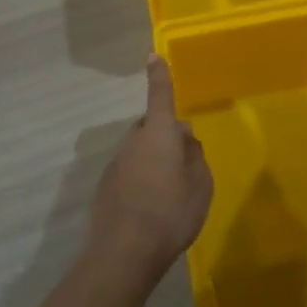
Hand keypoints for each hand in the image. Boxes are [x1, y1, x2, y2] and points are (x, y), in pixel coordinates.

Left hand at [88, 56, 213, 275]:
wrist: (123, 252)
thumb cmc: (171, 213)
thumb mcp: (200, 186)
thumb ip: (195, 156)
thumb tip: (185, 138)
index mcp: (159, 134)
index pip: (160, 96)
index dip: (159, 76)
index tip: (152, 55)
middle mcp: (133, 141)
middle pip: (153, 128)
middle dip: (167, 138)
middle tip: (185, 165)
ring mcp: (116, 163)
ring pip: (141, 151)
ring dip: (154, 162)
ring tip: (170, 194)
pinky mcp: (106, 185)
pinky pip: (130, 172)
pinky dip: (141, 181)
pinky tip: (150, 208)